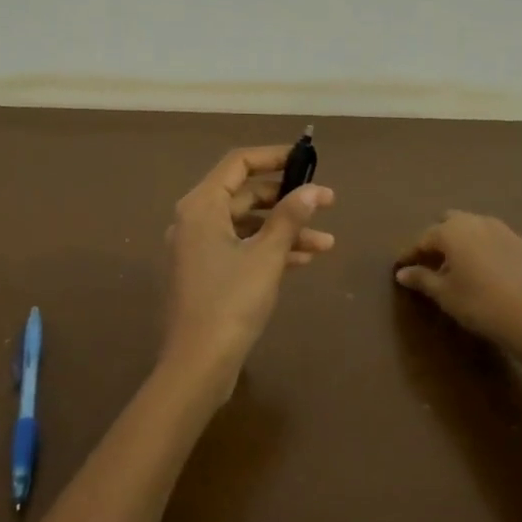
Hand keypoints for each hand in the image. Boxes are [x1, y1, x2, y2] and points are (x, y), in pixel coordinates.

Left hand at [161, 146, 335, 386]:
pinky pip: (240, 249)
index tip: (307, 159)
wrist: (197, 364)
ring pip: (247, 226)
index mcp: (201, 206)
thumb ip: (290, 217)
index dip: (273, 157)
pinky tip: (305, 259)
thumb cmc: (230, 302)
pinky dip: (269, 250)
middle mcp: (194, 221)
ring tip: (327, 241)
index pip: (238, 163)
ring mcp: (198, 249)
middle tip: (326, 202)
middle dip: (287, 199)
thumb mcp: (266, 256)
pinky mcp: (205, 274)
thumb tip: (314, 189)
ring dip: (285, 230)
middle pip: (244, 195)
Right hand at [394, 212, 521, 360]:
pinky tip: (485, 273)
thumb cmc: (481, 304)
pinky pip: (493, 239)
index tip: (401, 269)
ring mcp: (503, 230)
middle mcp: (476, 221)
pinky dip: (482, 249)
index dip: (410, 254)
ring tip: (458, 269)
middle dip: (437, 240)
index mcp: (452, 231)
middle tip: (431, 265)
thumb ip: (422, 279)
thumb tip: (403, 272)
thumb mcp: (446, 294)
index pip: (423, 239)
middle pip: (449, 223)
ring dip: (461, 243)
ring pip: (473, 228)